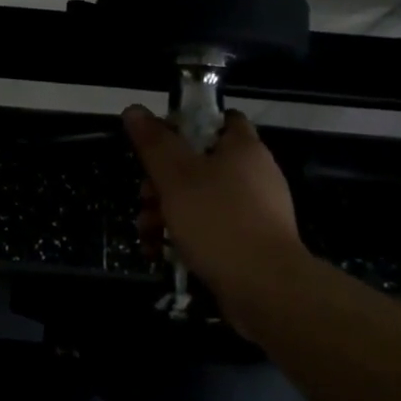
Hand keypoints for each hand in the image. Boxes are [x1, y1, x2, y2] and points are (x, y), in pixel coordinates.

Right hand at [123, 105, 305, 292]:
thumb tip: (134, 110)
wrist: (266, 290)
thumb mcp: (175, 176)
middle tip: (144, 197)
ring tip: (147, 232)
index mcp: (243, 148)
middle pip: (199, 162)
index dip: (186, 124)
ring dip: (166, 211)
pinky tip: (160, 251)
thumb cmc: (218, 221)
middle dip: (162, 181)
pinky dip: (185, 235)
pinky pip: (211, 228)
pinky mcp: (250, 243)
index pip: (219, 119)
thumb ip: (153, 142)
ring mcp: (255, 211)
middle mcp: (254, 174)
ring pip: (200, 199)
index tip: (158, 141)